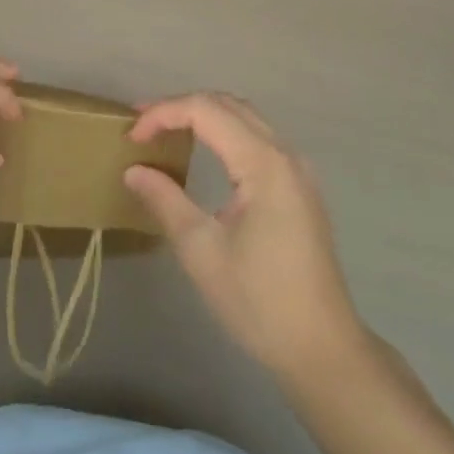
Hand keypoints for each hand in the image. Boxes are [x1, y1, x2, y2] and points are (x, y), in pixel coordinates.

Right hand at [124, 92, 362, 381]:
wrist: (322, 348)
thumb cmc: (259, 301)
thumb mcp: (202, 251)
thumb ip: (165, 201)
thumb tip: (134, 169)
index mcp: (264, 162)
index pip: (206, 110)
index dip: (163, 113)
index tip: (130, 137)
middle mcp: (285, 153)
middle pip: (228, 105)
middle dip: (181, 106)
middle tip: (141, 125)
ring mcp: (297, 169)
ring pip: (245, 118)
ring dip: (204, 115)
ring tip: (164, 131)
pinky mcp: (299, 186)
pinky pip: (257, 138)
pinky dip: (224, 132)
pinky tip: (202, 150)